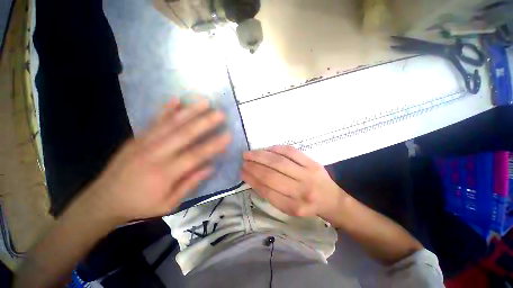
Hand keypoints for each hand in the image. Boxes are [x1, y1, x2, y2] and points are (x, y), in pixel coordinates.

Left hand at [86, 98, 230, 222]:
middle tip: (220, 114)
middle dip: (205, 122)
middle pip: (185, 134)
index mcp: (165, 173)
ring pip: (171, 123)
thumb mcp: (168, 204)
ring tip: (204, 102)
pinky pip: (154, 121)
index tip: (228, 136)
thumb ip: (190, 184)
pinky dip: (166, 109)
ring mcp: (145, 143)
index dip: (214, 145)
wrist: (103, 200)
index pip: (196, 155)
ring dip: (190, 111)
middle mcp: (156, 154)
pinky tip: (176, 99)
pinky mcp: (137, 138)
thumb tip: (210, 167)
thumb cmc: (140, 205)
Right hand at [241, 146, 345, 220]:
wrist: (332, 200)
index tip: (242, 172)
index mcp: (292, 207)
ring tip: (250, 153)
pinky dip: (277, 149)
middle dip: (253, 166)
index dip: (252, 179)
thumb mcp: (289, 207)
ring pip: (279, 162)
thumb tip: (253, 177)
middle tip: (243, 160)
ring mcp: (308, 175)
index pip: (266, 190)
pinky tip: (267, 149)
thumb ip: (271, 194)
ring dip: (261, 156)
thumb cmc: (307, 205)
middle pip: (271, 175)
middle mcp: (300, 192)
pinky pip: (291, 152)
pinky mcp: (313, 163)